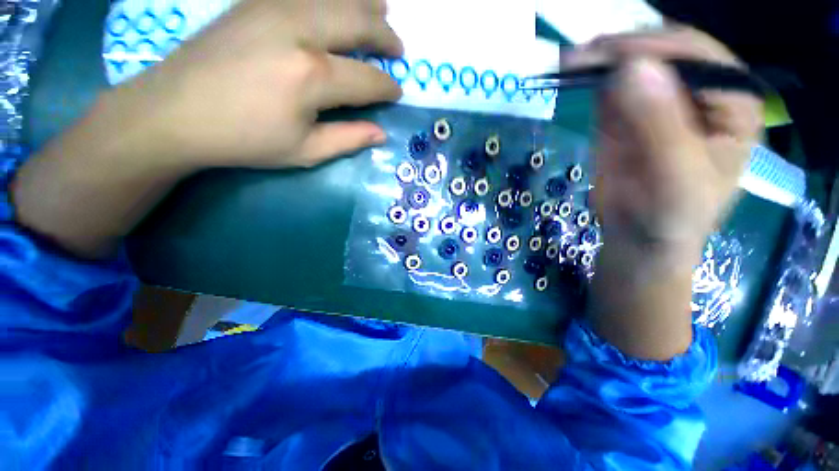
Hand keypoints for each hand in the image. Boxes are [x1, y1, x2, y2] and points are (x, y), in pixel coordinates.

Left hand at [112, 0, 403, 168]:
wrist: (177, 112)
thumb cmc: (245, 139)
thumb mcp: (305, 151)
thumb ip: (349, 139)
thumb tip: (381, 133)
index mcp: (313, 76)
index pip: (368, 79)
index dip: (388, 87)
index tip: (397, 93)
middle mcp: (299, 30)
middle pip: (358, 22)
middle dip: (385, 37)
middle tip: (398, 49)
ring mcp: (275, 7)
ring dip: (365, 3)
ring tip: (382, 11)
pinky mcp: (256, 1)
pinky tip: (341, 1)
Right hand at [566, 28, 763, 249]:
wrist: (639, 234)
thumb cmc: (672, 213)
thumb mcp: (675, 176)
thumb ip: (659, 125)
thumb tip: (633, 69)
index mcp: (731, 100)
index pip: (697, 54)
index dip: (655, 48)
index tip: (610, 54)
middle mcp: (698, 89)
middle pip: (662, 51)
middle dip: (620, 50)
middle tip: (579, 57)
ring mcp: (659, 98)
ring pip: (630, 64)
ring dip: (599, 61)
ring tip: (569, 63)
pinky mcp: (626, 112)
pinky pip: (608, 87)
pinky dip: (590, 80)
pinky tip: (572, 76)